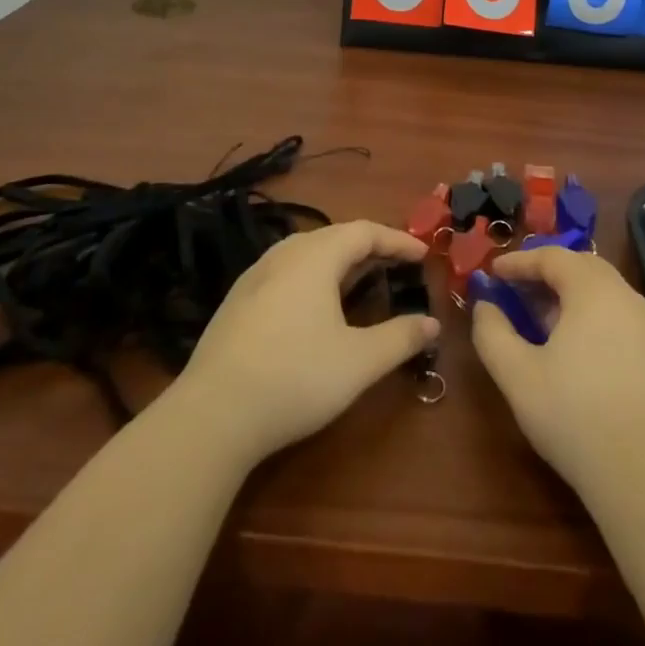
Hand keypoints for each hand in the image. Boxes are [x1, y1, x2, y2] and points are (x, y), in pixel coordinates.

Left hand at [174, 220, 439, 465]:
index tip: (423, 255)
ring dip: (339, 260)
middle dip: (370, 247)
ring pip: (306, 253)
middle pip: (334, 236)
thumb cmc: (295, 378)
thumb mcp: (359, 362)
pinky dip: (314, 276)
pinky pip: (286, 272)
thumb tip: (432, 323)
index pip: (365, 231)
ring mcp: (254, 276)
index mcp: (315, 257)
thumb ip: (400, 338)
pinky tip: (315, 306)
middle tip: (396, 264)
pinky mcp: (237, 301)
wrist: (212, 415)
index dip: (397, 240)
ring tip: (360, 279)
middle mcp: (284, 255)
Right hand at [472, 246, 644, 500]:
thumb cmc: (576, 418)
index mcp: (593, 291)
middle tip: (514, 289)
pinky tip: (572, 346)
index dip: (519, 261)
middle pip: (581, 267)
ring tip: (538, 317)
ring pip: (601, 291)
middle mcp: (625, 297)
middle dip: (544, 272)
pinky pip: (616, 314)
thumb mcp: (518, 376)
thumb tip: (484, 305)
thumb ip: (492, 333)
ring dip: (567, 293)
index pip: (552, 257)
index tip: (492, 273)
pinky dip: (588, 314)